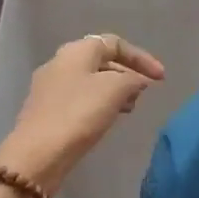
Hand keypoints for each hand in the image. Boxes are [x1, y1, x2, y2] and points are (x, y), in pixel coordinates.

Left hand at [0, 34, 164, 195]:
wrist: (37, 154)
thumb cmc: (79, 114)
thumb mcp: (115, 90)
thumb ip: (133, 79)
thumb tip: (138, 80)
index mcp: (76, 51)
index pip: (115, 43)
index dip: (141, 57)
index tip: (161, 78)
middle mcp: (60, 63)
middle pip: (101, 60)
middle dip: (127, 73)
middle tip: (143, 93)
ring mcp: (50, 87)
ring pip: (91, 81)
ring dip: (114, 90)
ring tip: (129, 108)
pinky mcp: (46, 111)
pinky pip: (80, 99)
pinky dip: (99, 103)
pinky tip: (107, 119)